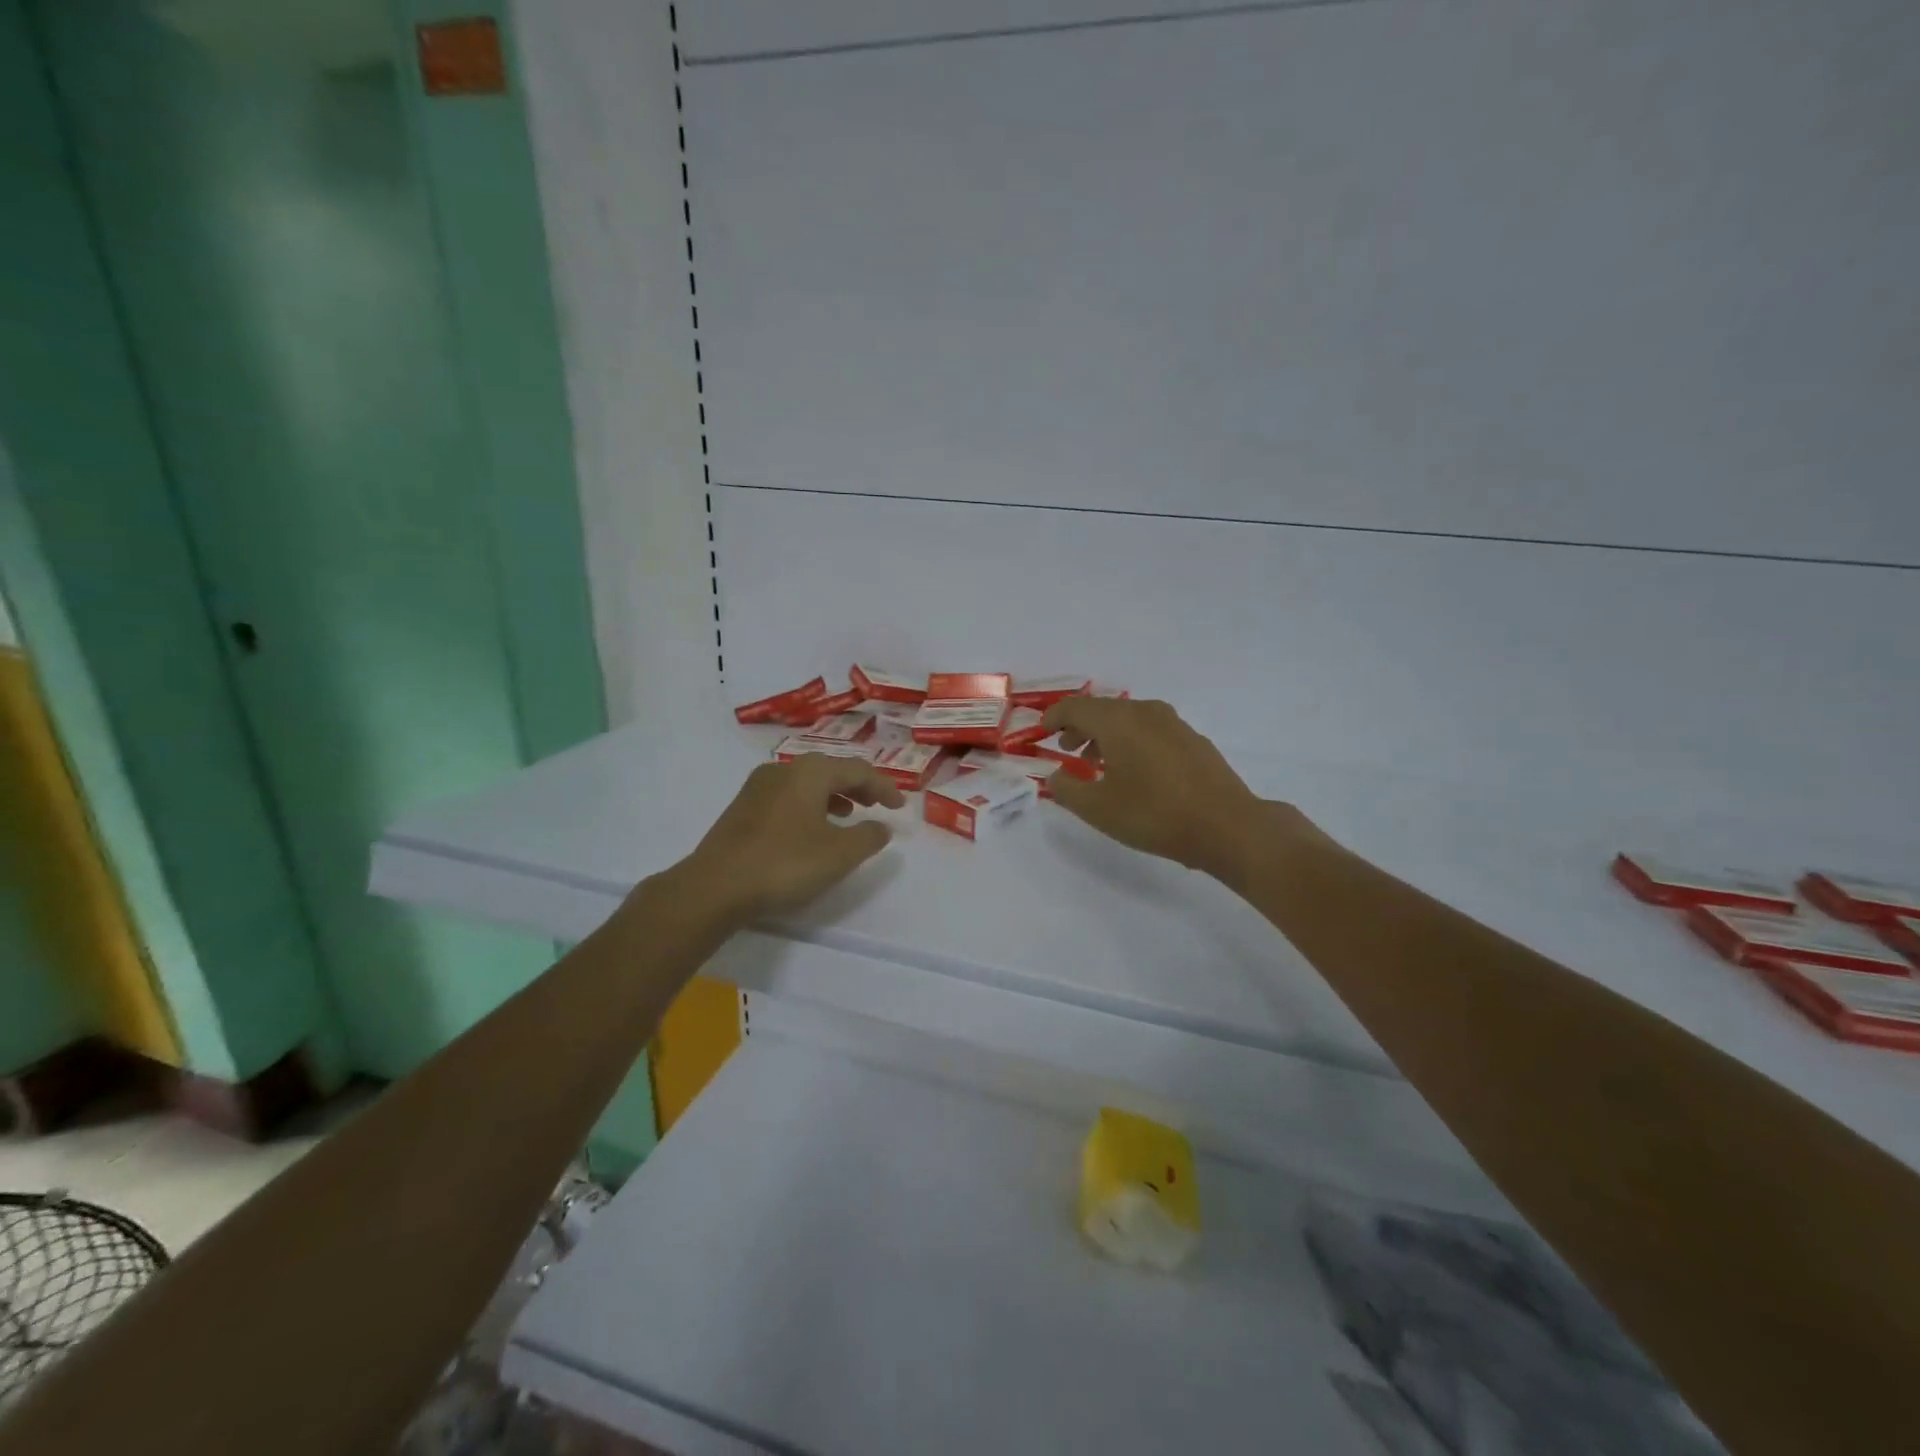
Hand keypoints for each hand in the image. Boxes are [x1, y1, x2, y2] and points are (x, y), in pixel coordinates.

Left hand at [675, 753, 906, 922]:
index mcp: (811, 772)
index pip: (858, 770)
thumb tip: (882, 826)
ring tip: (847, 816)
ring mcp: (758, 786)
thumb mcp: (839, 854)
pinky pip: (787, 796)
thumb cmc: (785, 863)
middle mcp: (784, 769)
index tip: (900, 807)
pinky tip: (810, 829)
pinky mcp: (742, 807)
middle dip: (857, 787)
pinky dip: (809, 805)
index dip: (883, 787)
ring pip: (806, 783)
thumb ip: (868, 837)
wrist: (715, 885)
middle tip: (876, 805)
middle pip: (830, 770)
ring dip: (833, 796)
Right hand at [1042, 697, 1279, 882]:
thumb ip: (1066, 789)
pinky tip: (1134, 772)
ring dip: (1106, 736)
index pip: (1075, 708)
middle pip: (1103, 710)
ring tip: (1097, 764)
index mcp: (1119, 721)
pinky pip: (1151, 731)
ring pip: (1129, 720)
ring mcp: (1174, 724)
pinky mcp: (1193, 740)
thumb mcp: (1098, 809)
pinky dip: (1132, 742)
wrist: (1227, 826)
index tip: (1041, 732)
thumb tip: (1055, 776)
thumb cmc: (1154, 814)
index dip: (1053, 718)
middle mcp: (1146, 712)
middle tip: (1066, 749)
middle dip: (1080, 727)